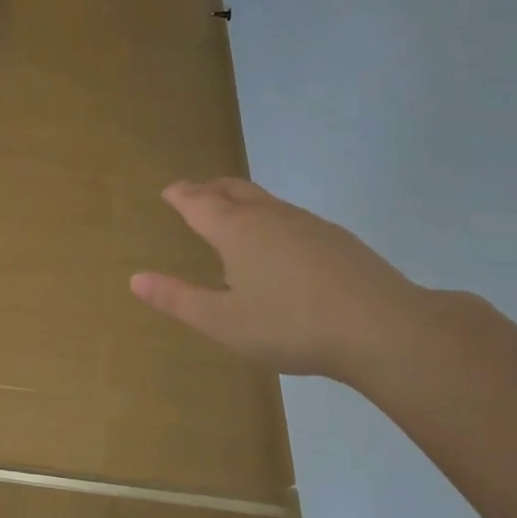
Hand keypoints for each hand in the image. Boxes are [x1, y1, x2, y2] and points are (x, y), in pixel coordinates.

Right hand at [130, 179, 427, 385]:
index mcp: (236, 231)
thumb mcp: (222, 322)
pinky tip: (280, 246)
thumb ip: (178, 299)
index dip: (180, 195)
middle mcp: (270, 217)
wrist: (381, 328)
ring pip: (265, 201)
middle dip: (209, 189)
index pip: (198, 202)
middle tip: (195, 193)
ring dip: (241, 201)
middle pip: (233, 190)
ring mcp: (307, 224)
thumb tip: (135, 278)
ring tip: (232, 216)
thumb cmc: (290, 325)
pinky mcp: (336, 239)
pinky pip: (290, 217)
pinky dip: (270, 219)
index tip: (169, 191)